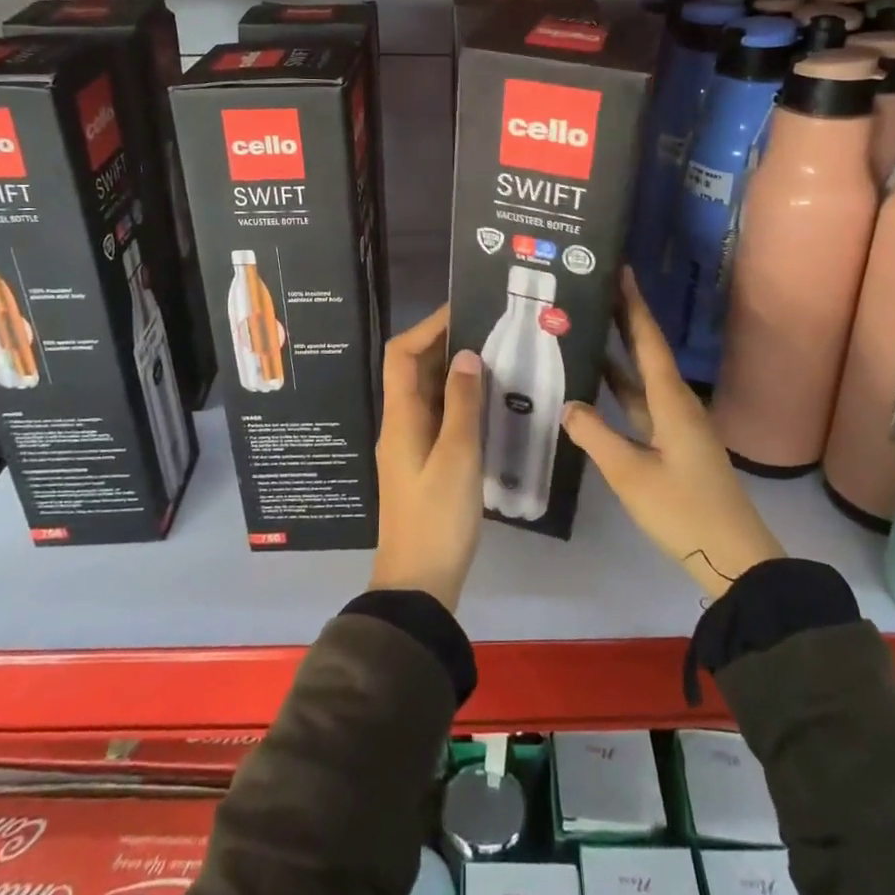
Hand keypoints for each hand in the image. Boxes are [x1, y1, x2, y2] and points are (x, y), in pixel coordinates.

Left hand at [369, 305, 483, 611]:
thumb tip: (466, 354)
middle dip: (444, 345)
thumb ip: (461, 403)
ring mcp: (410, 445)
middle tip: (488, 330)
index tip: (462, 310)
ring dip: (453, 373)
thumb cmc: (437, 518)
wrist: (419, 583)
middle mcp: (400, 424)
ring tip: (495, 357)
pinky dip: (458, 401)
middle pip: (413, 370)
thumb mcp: (457, 457)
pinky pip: (438, 417)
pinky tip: (488, 402)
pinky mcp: (424, 463)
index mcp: (400, 417)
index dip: (427, 327)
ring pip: (428, 394)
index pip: (401, 355)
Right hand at [562, 270, 785, 599]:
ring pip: (642, 380)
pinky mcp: (674, 445)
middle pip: (646, 354)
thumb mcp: (630, 474)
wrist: (733, 557)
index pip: (648, 342)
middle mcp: (676, 404)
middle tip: (594, 291)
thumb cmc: (683, 511)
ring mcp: (676, 426)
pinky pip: (642, 404)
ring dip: (619, 356)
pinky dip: (620, 390)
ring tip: (588, 331)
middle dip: (624, 321)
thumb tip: (568, 405)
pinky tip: (597, 390)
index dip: (634, 306)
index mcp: (671, 402)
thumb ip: (596, 436)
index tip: (621, 271)